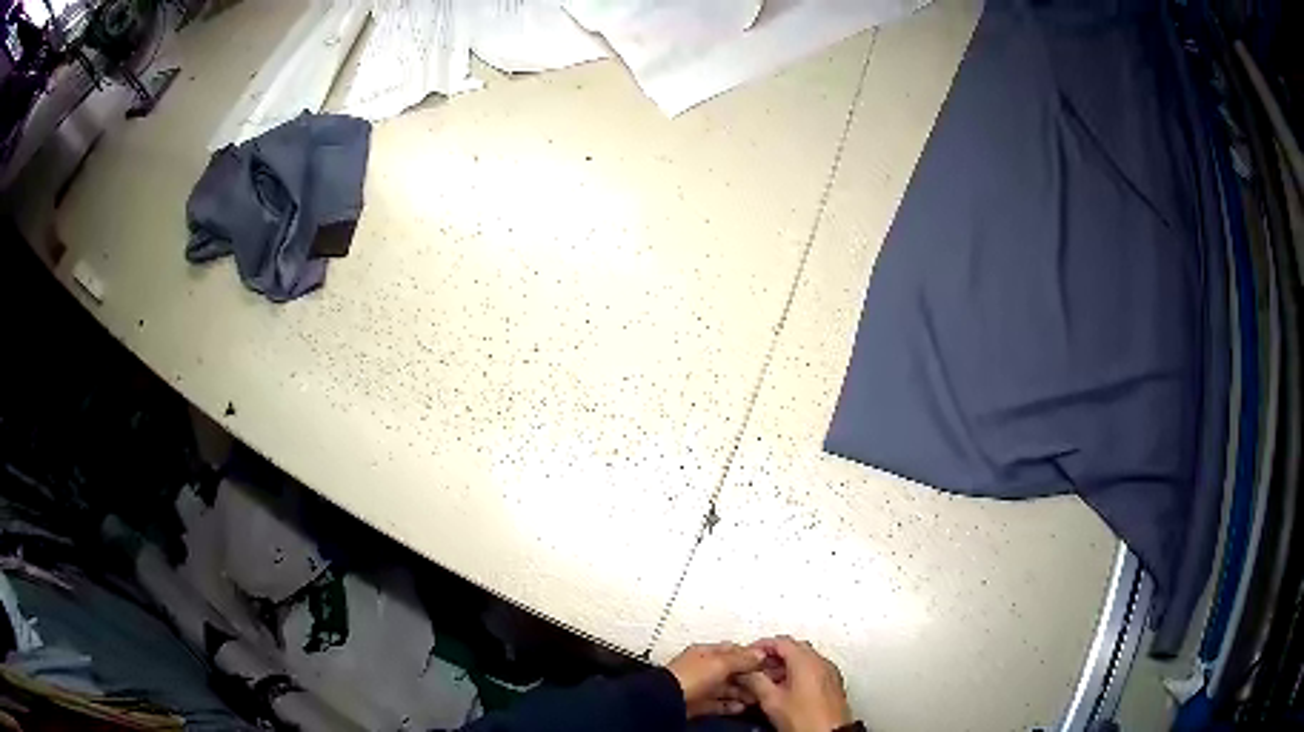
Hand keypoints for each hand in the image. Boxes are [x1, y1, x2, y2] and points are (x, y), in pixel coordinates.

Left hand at [666, 642, 766, 717]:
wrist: (669, 701)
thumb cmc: (689, 676)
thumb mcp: (721, 663)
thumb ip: (741, 659)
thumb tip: (759, 654)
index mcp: (704, 653)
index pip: (731, 650)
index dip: (750, 655)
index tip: (766, 662)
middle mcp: (702, 668)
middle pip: (730, 671)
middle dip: (748, 677)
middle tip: (765, 682)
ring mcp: (700, 687)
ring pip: (726, 688)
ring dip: (742, 692)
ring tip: (757, 697)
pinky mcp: (698, 704)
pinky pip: (719, 704)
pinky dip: (730, 706)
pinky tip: (741, 708)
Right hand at [738, 636, 852, 731]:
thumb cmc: (806, 720)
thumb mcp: (772, 700)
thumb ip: (756, 682)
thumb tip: (746, 674)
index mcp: (806, 661)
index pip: (781, 641)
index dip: (761, 645)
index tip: (748, 654)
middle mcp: (821, 662)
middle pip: (794, 648)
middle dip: (773, 655)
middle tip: (755, 666)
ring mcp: (829, 672)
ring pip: (804, 659)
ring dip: (785, 665)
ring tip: (766, 680)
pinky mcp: (833, 683)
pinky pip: (813, 669)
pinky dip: (797, 673)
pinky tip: (785, 689)